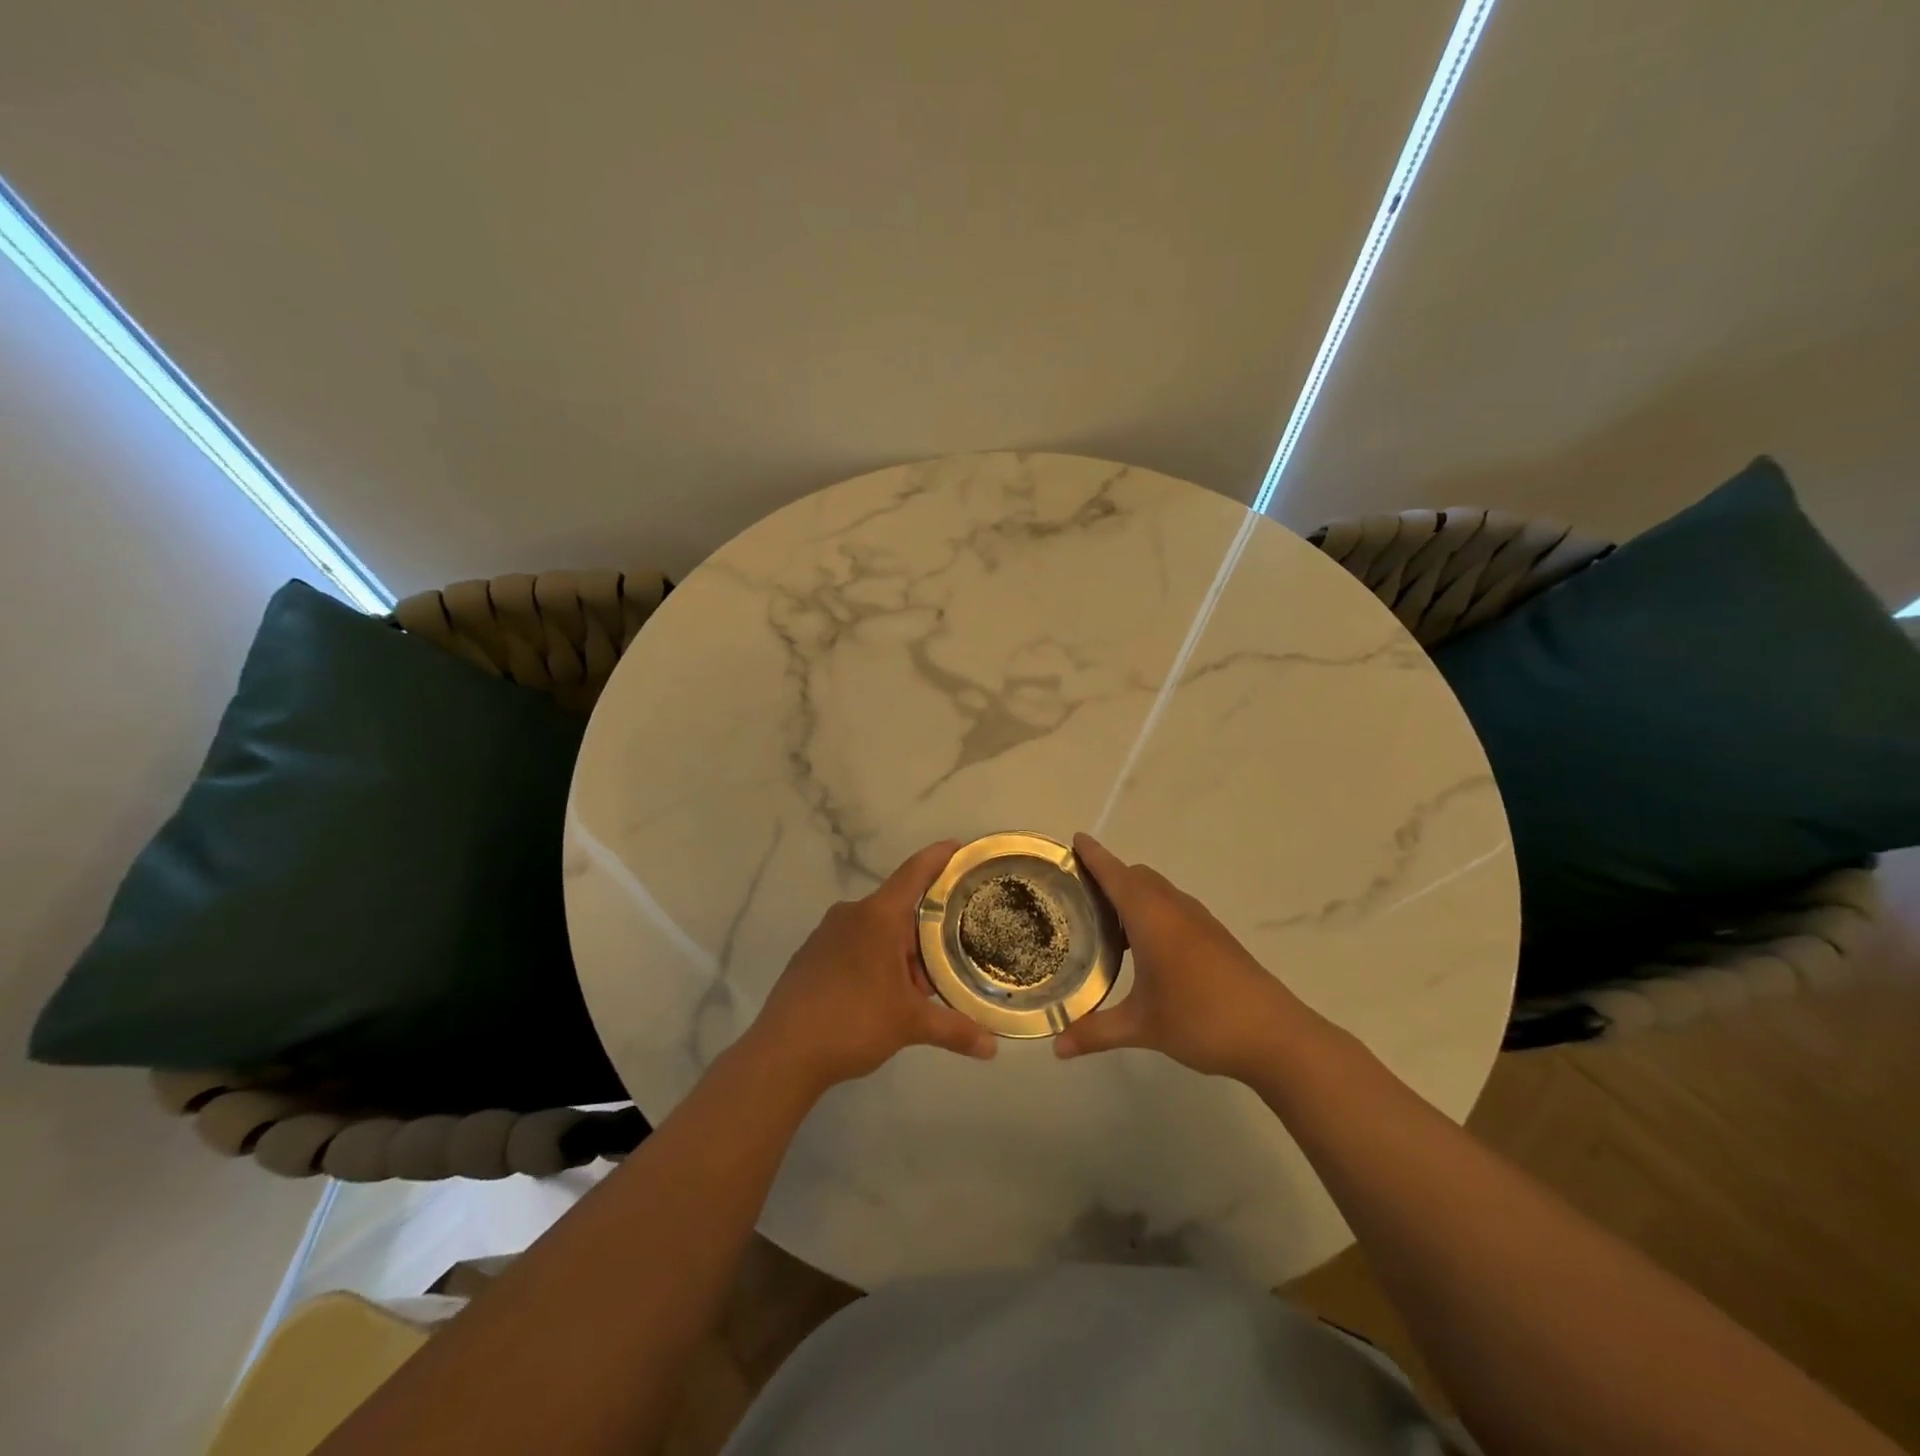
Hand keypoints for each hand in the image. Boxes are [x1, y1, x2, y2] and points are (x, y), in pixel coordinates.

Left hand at [746, 840, 997, 1094]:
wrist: (783, 1053)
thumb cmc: (853, 1022)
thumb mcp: (910, 1024)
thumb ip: (954, 1029)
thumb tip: (993, 1047)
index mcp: (878, 916)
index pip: (914, 873)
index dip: (938, 857)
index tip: (958, 846)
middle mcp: (851, 915)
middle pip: (898, 910)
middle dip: (924, 932)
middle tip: (951, 955)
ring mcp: (826, 934)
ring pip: (875, 931)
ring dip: (899, 952)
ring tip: (919, 987)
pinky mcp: (810, 956)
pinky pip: (853, 946)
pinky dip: (874, 961)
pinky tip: (881, 995)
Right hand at [1053, 834, 1317, 1078]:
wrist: (1274, 1035)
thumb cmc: (1201, 1020)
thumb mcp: (1142, 1027)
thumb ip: (1095, 1032)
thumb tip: (1055, 1048)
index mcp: (1151, 917)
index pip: (1115, 874)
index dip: (1093, 855)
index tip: (1075, 839)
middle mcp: (1174, 908)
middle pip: (1136, 877)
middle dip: (1108, 877)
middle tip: (1078, 896)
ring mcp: (1199, 921)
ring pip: (1157, 892)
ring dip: (1131, 897)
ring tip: (1104, 925)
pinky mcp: (1215, 937)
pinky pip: (1173, 909)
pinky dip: (1151, 913)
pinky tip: (1143, 951)